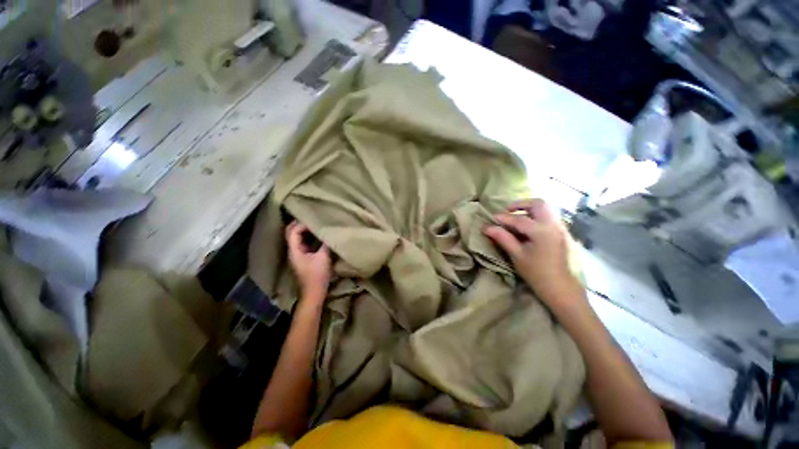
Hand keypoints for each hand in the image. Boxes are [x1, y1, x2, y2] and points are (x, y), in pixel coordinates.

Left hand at [286, 220, 330, 303]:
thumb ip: (325, 243)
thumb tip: (329, 232)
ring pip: (297, 238)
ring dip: (304, 230)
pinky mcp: (303, 258)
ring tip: (315, 224)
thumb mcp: (323, 257)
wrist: (314, 293)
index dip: (301, 223)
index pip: (293, 231)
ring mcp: (297, 255)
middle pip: (291, 233)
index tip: (314, 220)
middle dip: (300, 224)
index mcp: (294, 250)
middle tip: (312, 218)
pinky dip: (308, 236)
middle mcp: (293, 251)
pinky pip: (303, 243)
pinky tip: (317, 235)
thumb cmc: (317, 275)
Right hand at [483, 199, 582, 307]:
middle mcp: (553, 224)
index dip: (502, 218)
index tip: (490, 218)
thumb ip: (502, 238)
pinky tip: (528, 227)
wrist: (561, 287)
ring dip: (529, 209)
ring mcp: (560, 227)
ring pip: (546, 208)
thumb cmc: (536, 273)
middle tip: (507, 212)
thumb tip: (486, 227)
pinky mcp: (562, 232)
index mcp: (541, 231)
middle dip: (521, 204)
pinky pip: (549, 216)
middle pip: (538, 204)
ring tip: (516, 218)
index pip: (518, 219)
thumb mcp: (517, 255)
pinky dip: (537, 215)